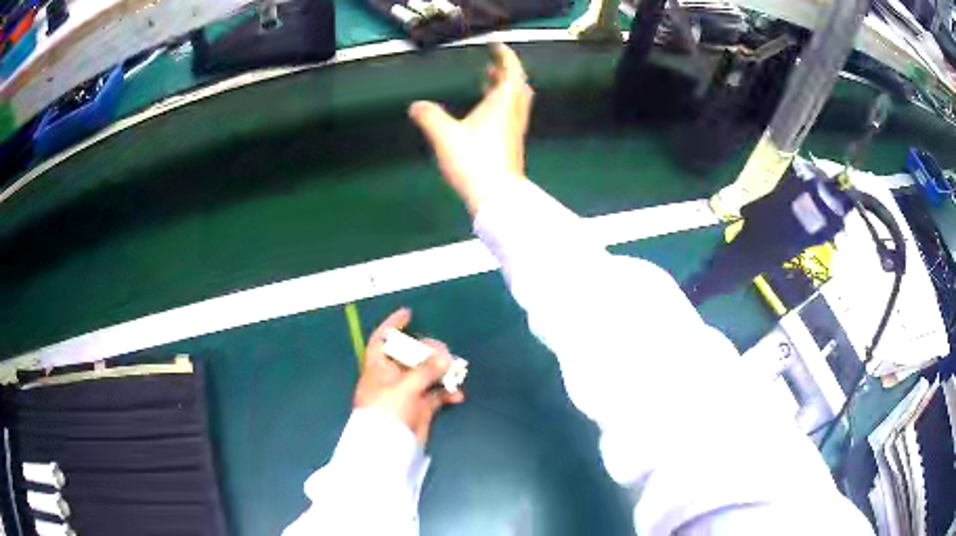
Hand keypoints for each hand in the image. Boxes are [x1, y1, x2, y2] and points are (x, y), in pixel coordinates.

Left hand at [354, 308, 464, 444]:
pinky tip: (457, 395)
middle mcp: (391, 377)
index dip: (392, 325)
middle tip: (444, 352)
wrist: (388, 448)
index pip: (381, 340)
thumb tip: (445, 358)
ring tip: (455, 370)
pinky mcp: (419, 408)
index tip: (408, 313)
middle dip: (427, 350)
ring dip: (441, 371)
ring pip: (425, 374)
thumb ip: (425, 371)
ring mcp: (406, 393)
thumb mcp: (404, 387)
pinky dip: (446, 393)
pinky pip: (435, 395)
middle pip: (410, 355)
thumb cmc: (387, 412)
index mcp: (378, 368)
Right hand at [409, 43, 533, 214]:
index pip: (511, 71)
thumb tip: (416, 106)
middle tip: (492, 65)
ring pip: (515, 101)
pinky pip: (510, 115)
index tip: (496, 45)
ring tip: (487, 82)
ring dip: (504, 88)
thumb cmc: (474, 160)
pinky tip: (484, 113)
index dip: (505, 55)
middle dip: (506, 71)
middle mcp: (513, 113)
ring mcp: (515, 130)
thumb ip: (429, 116)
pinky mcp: (511, 144)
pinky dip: (501, 105)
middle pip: (518, 85)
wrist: (496, 196)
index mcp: (503, 103)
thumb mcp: (444, 135)